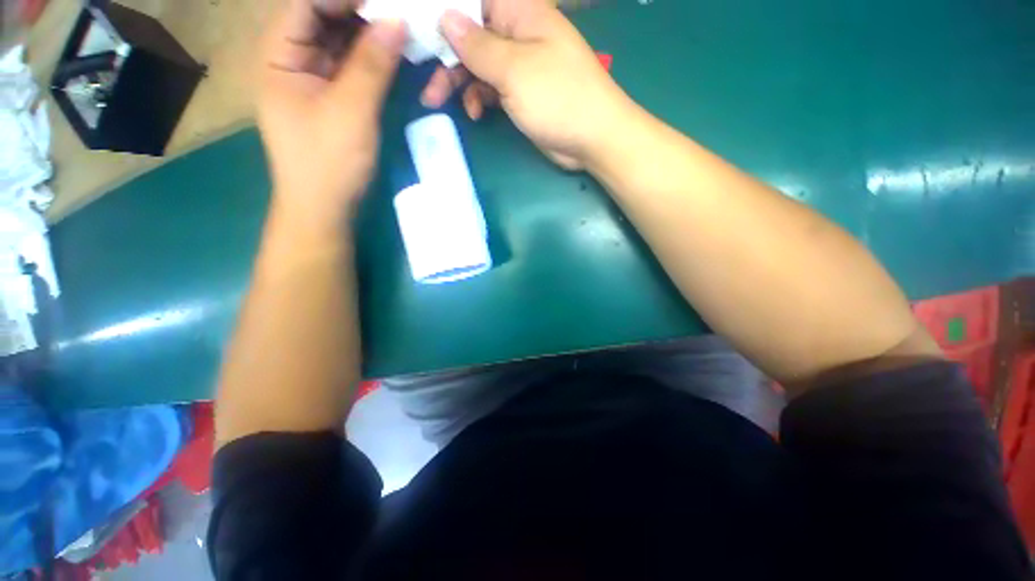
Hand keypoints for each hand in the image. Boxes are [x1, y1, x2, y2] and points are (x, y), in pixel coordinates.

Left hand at [258, 0, 404, 227]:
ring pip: (338, 41)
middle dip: (359, 12)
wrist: (325, 207)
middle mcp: (291, 59)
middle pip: (322, 18)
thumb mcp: (351, 110)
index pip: (306, 4)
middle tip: (397, 13)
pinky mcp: (331, 97)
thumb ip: (373, 64)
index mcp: (278, 55)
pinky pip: (350, 66)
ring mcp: (312, 78)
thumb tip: (398, 21)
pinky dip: (370, 58)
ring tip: (400, 29)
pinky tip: (391, 54)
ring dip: (368, 34)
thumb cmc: (329, 161)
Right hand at [421, 0, 630, 169]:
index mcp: (519, 11)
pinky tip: (477, 113)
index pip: (473, 3)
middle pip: (471, 37)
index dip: (445, 16)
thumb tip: (446, 18)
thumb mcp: (514, 70)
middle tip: (429, 89)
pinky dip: (480, 99)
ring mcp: (520, 66)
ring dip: (460, 83)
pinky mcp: (522, 93)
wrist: (592, 138)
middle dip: (447, 60)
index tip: (421, 36)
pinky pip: (492, 89)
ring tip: (443, 103)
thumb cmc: (558, 97)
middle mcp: (518, 33)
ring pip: (479, 66)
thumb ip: (478, 46)